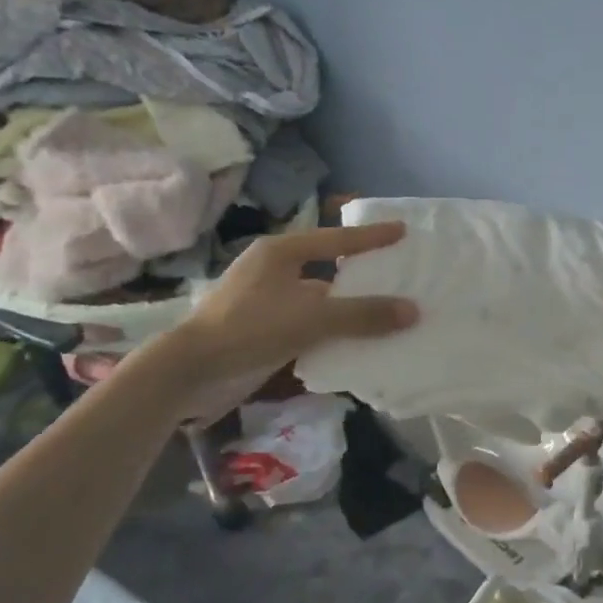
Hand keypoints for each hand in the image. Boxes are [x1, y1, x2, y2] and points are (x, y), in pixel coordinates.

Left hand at [166, 223, 417, 388]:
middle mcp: (273, 269)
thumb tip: (413, 311)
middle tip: (396, 273)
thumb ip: (363, 315)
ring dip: (346, 306)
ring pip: (317, 297)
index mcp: (281, 251)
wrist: (190, 371)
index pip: (337, 239)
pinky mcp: (260, 326)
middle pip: (328, 266)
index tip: (402, 231)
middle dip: (360, 273)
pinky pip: (306, 320)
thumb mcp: (312, 318)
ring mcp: (264, 299)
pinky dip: (329, 328)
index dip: (371, 236)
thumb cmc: (250, 328)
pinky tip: (351, 340)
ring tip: (382, 312)